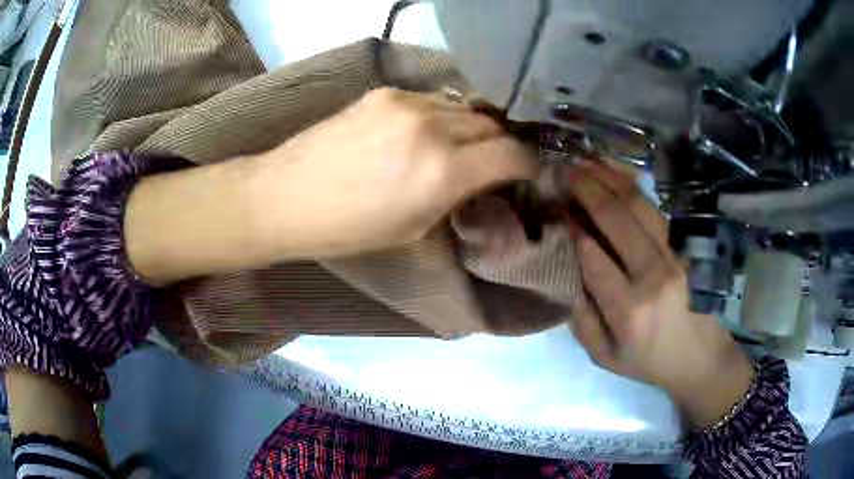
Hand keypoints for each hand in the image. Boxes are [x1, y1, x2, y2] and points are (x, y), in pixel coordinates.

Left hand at [251, 87, 538, 257]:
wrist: (286, 196)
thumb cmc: (348, 229)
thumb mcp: (415, 229)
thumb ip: (458, 198)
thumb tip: (485, 182)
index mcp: (443, 171)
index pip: (513, 153)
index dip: (528, 165)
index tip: (526, 173)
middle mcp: (433, 127)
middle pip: (492, 124)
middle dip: (499, 145)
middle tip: (490, 164)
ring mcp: (407, 102)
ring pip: (464, 108)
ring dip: (470, 129)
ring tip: (456, 147)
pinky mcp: (385, 92)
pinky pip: (432, 100)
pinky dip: (440, 117)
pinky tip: (422, 134)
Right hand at [566, 161, 753, 428]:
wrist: (700, 356)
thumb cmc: (649, 361)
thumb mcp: (605, 356)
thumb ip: (580, 319)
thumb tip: (564, 271)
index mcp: (629, 310)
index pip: (592, 257)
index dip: (570, 226)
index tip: (553, 205)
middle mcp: (654, 275)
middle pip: (616, 220)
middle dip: (585, 189)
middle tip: (563, 170)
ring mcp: (675, 255)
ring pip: (638, 206)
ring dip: (609, 179)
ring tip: (585, 162)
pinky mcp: (685, 246)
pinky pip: (655, 209)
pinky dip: (633, 187)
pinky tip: (616, 173)